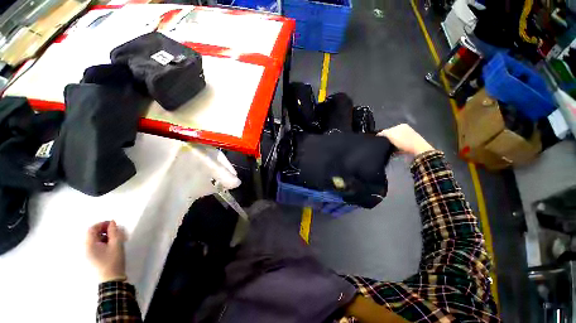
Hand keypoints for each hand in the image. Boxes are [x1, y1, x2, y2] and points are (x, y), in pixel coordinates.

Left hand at [86, 220, 126, 282]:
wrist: (111, 279)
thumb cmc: (113, 260)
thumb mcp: (116, 244)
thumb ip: (114, 232)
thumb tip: (112, 222)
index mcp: (89, 245)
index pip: (92, 229)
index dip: (102, 224)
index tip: (113, 224)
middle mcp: (84, 248)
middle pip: (92, 234)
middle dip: (104, 230)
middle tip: (115, 231)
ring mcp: (86, 254)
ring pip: (94, 240)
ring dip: (104, 236)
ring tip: (115, 239)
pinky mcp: (90, 258)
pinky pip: (94, 246)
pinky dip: (102, 242)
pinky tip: (110, 246)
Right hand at [377, 124, 434, 155]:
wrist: (419, 151)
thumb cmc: (404, 141)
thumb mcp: (391, 135)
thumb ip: (383, 133)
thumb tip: (378, 134)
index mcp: (401, 126)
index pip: (387, 130)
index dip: (382, 135)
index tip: (378, 141)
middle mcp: (405, 131)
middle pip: (391, 136)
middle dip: (387, 141)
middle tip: (383, 145)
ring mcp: (407, 139)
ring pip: (394, 142)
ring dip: (390, 146)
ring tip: (388, 150)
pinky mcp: (408, 147)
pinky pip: (398, 148)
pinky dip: (395, 151)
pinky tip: (393, 153)